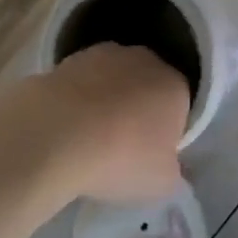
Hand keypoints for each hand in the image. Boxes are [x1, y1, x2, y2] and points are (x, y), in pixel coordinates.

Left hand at [37, 43, 190, 203]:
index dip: (166, 131)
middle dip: (138, 109)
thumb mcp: (162, 183)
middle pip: (147, 86)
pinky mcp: (68, 59)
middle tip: (121, 146)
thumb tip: (167, 164)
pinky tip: (65, 127)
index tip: (150, 155)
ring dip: (106, 100)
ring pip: (113, 80)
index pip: (179, 106)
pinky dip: (78, 99)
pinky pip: (82, 83)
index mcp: (175, 85)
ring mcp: (104, 54)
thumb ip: (173, 170)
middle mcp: (145, 60)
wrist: (58, 134)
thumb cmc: (121, 158)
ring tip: (88, 139)